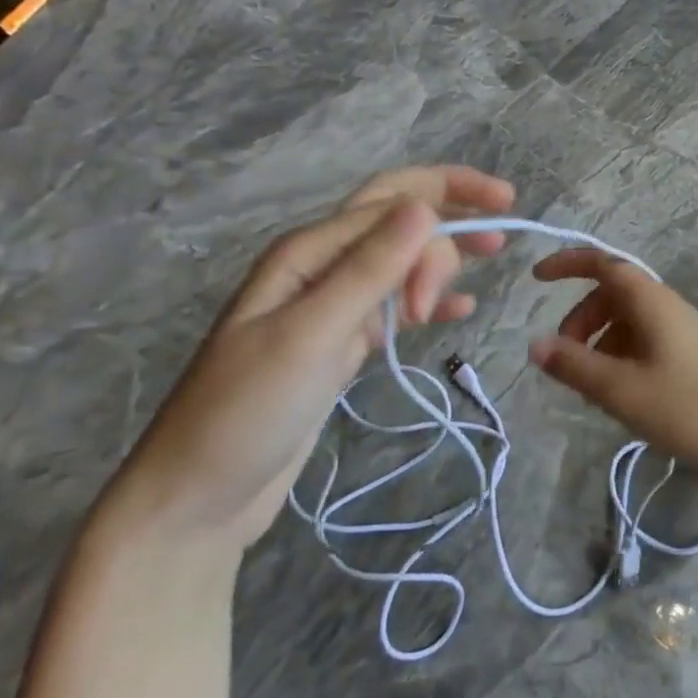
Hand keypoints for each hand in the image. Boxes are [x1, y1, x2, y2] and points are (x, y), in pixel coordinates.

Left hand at [106, 165, 514, 552]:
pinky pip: (394, 305)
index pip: (393, 200)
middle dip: (451, 217)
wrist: (196, 498)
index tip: (501, 223)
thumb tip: (425, 207)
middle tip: (496, 251)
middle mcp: (321, 267)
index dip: (451, 199)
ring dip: (443, 257)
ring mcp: (331, 307)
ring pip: (400, 261)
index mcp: (309, 251)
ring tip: (489, 263)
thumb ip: (370, 270)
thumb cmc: (247, 410)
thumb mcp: (313, 333)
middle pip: (398, 220)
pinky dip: (430, 300)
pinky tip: (461, 309)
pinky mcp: (340, 344)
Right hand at [527, 249, 697, 485]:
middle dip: (580, 319)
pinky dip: (618, 355)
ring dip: (598, 342)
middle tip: (562, 358)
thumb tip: (535, 345)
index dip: (569, 264)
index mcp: (651, 302)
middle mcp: (666, 306)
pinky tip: (614, 392)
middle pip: (611, 295)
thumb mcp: (619, 389)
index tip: (537, 278)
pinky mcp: (686, 353)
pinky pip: (641, 340)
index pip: (604, 264)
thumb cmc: (683, 408)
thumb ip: (574, 365)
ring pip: (625, 320)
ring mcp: (679, 329)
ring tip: (587, 385)